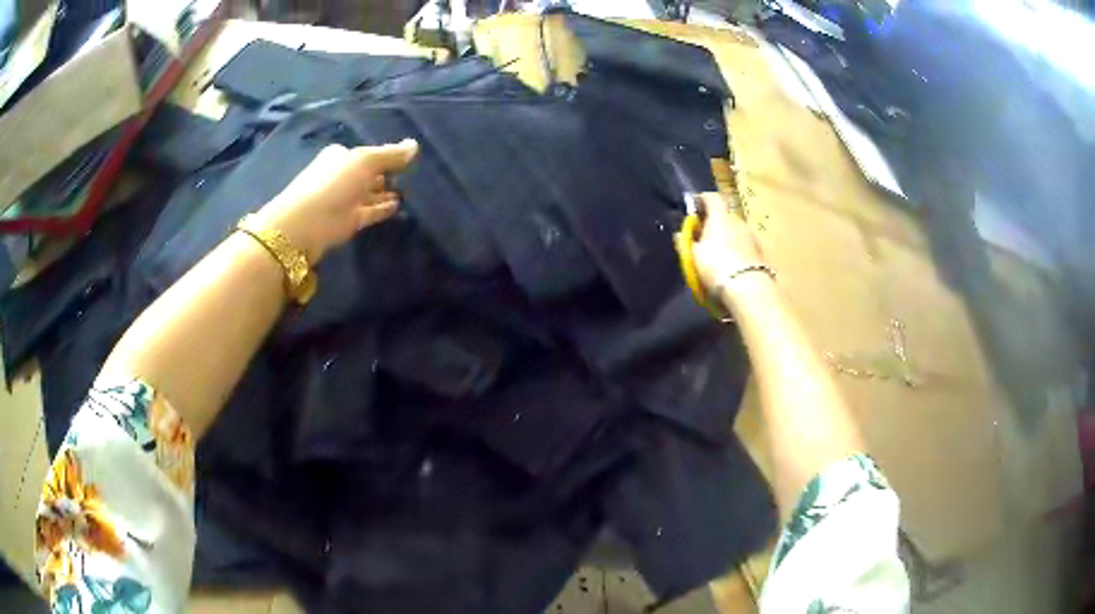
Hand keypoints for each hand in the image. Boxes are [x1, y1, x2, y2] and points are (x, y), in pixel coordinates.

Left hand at [255, 139, 418, 262]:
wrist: (308, 223)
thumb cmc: (335, 183)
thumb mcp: (366, 161)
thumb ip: (391, 154)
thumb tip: (415, 144)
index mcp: (340, 156)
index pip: (366, 153)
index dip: (384, 154)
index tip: (406, 157)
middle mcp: (341, 176)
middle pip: (368, 173)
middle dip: (385, 173)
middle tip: (410, 174)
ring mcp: (344, 199)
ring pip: (370, 193)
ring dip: (386, 191)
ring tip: (409, 191)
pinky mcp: (349, 220)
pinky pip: (370, 212)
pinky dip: (383, 209)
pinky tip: (398, 206)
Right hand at [691, 192, 766, 293]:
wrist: (748, 290)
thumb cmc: (716, 267)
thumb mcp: (693, 256)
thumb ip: (684, 242)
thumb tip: (679, 233)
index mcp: (720, 216)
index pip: (711, 197)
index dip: (700, 200)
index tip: (692, 209)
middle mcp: (738, 220)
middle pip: (723, 214)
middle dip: (712, 222)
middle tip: (701, 236)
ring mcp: (751, 235)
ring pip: (734, 230)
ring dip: (725, 236)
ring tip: (715, 253)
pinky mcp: (759, 251)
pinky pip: (742, 244)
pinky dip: (735, 248)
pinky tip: (729, 264)